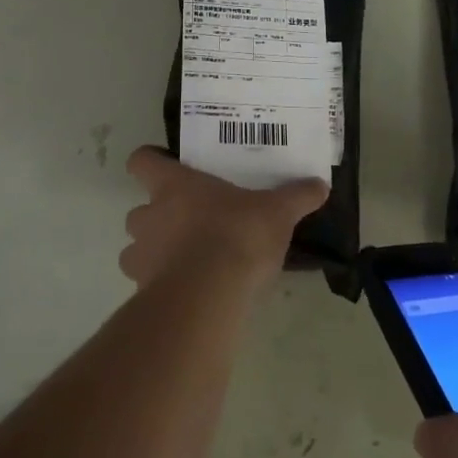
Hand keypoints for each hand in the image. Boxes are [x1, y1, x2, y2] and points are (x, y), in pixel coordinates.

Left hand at [120, 146, 327, 288]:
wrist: (208, 296)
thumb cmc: (237, 236)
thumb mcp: (277, 212)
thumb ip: (297, 196)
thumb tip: (320, 185)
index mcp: (174, 186)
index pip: (141, 162)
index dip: (150, 163)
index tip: (168, 169)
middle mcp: (149, 216)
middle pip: (138, 209)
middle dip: (158, 217)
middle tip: (190, 222)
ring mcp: (141, 256)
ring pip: (136, 249)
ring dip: (155, 252)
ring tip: (188, 260)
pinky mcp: (144, 292)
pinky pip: (147, 283)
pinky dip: (163, 284)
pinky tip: (192, 290)